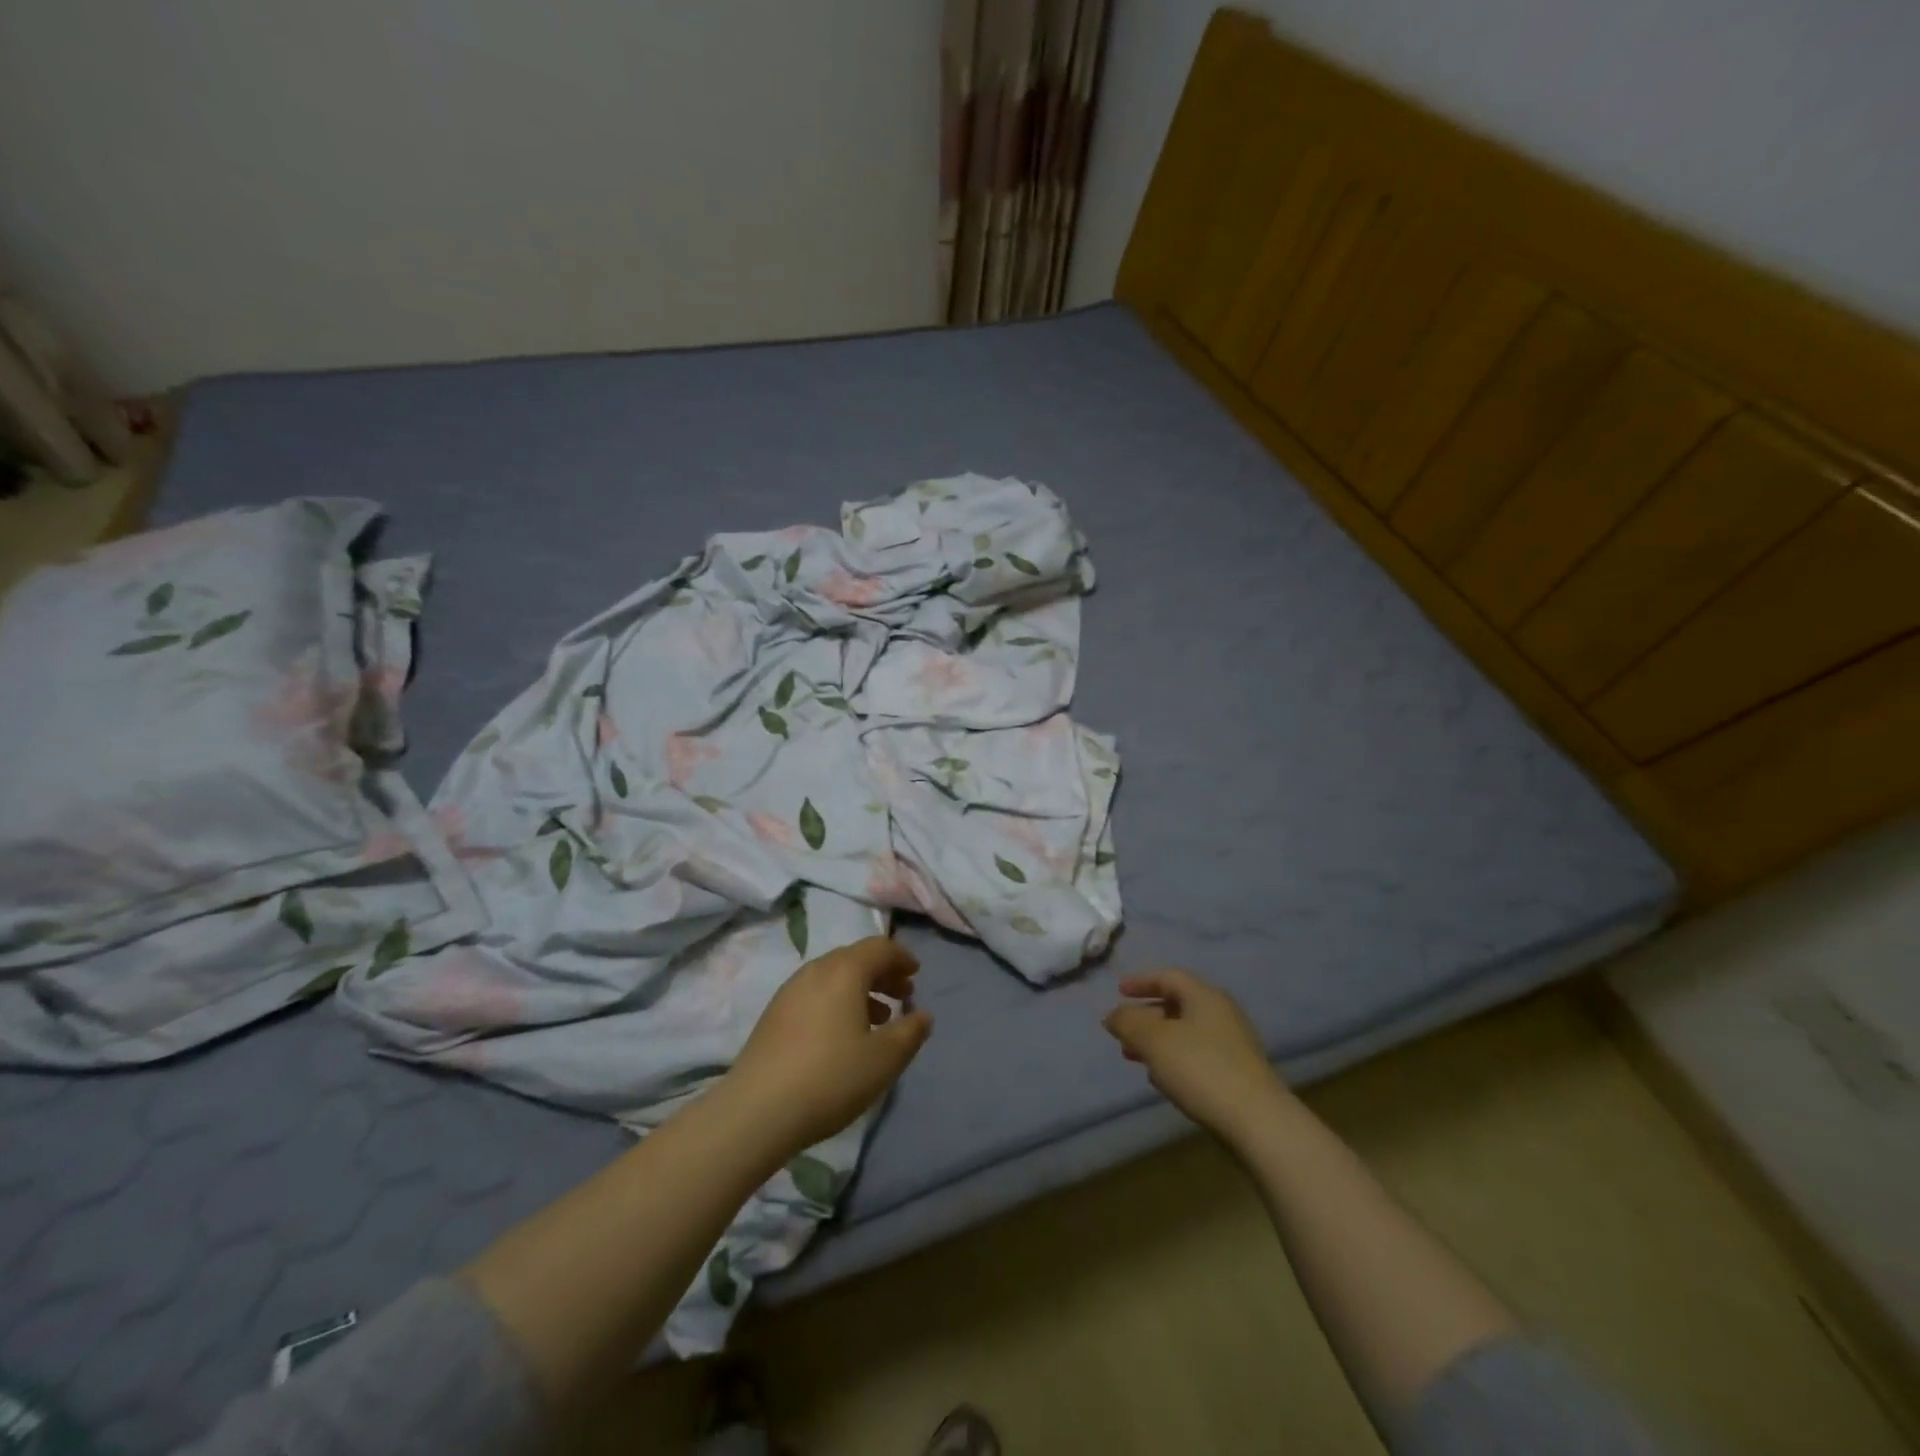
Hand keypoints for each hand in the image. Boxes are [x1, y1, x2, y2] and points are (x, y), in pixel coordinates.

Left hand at [725, 936, 931, 1154]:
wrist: (757, 1111)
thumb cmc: (831, 1077)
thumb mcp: (884, 1059)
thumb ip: (910, 1032)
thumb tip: (922, 1015)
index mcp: (844, 970)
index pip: (880, 947)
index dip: (902, 957)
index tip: (916, 974)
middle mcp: (815, 970)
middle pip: (855, 958)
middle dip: (882, 973)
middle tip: (902, 995)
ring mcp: (790, 991)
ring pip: (833, 976)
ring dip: (860, 989)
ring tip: (878, 1019)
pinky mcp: (773, 1015)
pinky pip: (815, 994)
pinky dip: (837, 1001)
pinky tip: (842, 1035)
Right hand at [1103, 969, 1289, 1143]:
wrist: (1258, 1122)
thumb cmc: (1201, 1069)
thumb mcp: (1154, 1040)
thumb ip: (1128, 1022)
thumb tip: (1113, 1015)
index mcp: (1204, 996)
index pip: (1169, 976)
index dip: (1141, 981)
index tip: (1118, 991)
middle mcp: (1222, 1013)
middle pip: (1178, 1004)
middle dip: (1146, 1016)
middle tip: (1123, 1031)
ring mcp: (1233, 1044)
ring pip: (1186, 1032)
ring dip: (1158, 1040)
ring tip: (1134, 1057)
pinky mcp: (1238, 1073)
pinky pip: (1198, 1055)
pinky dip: (1175, 1058)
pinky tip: (1163, 1080)